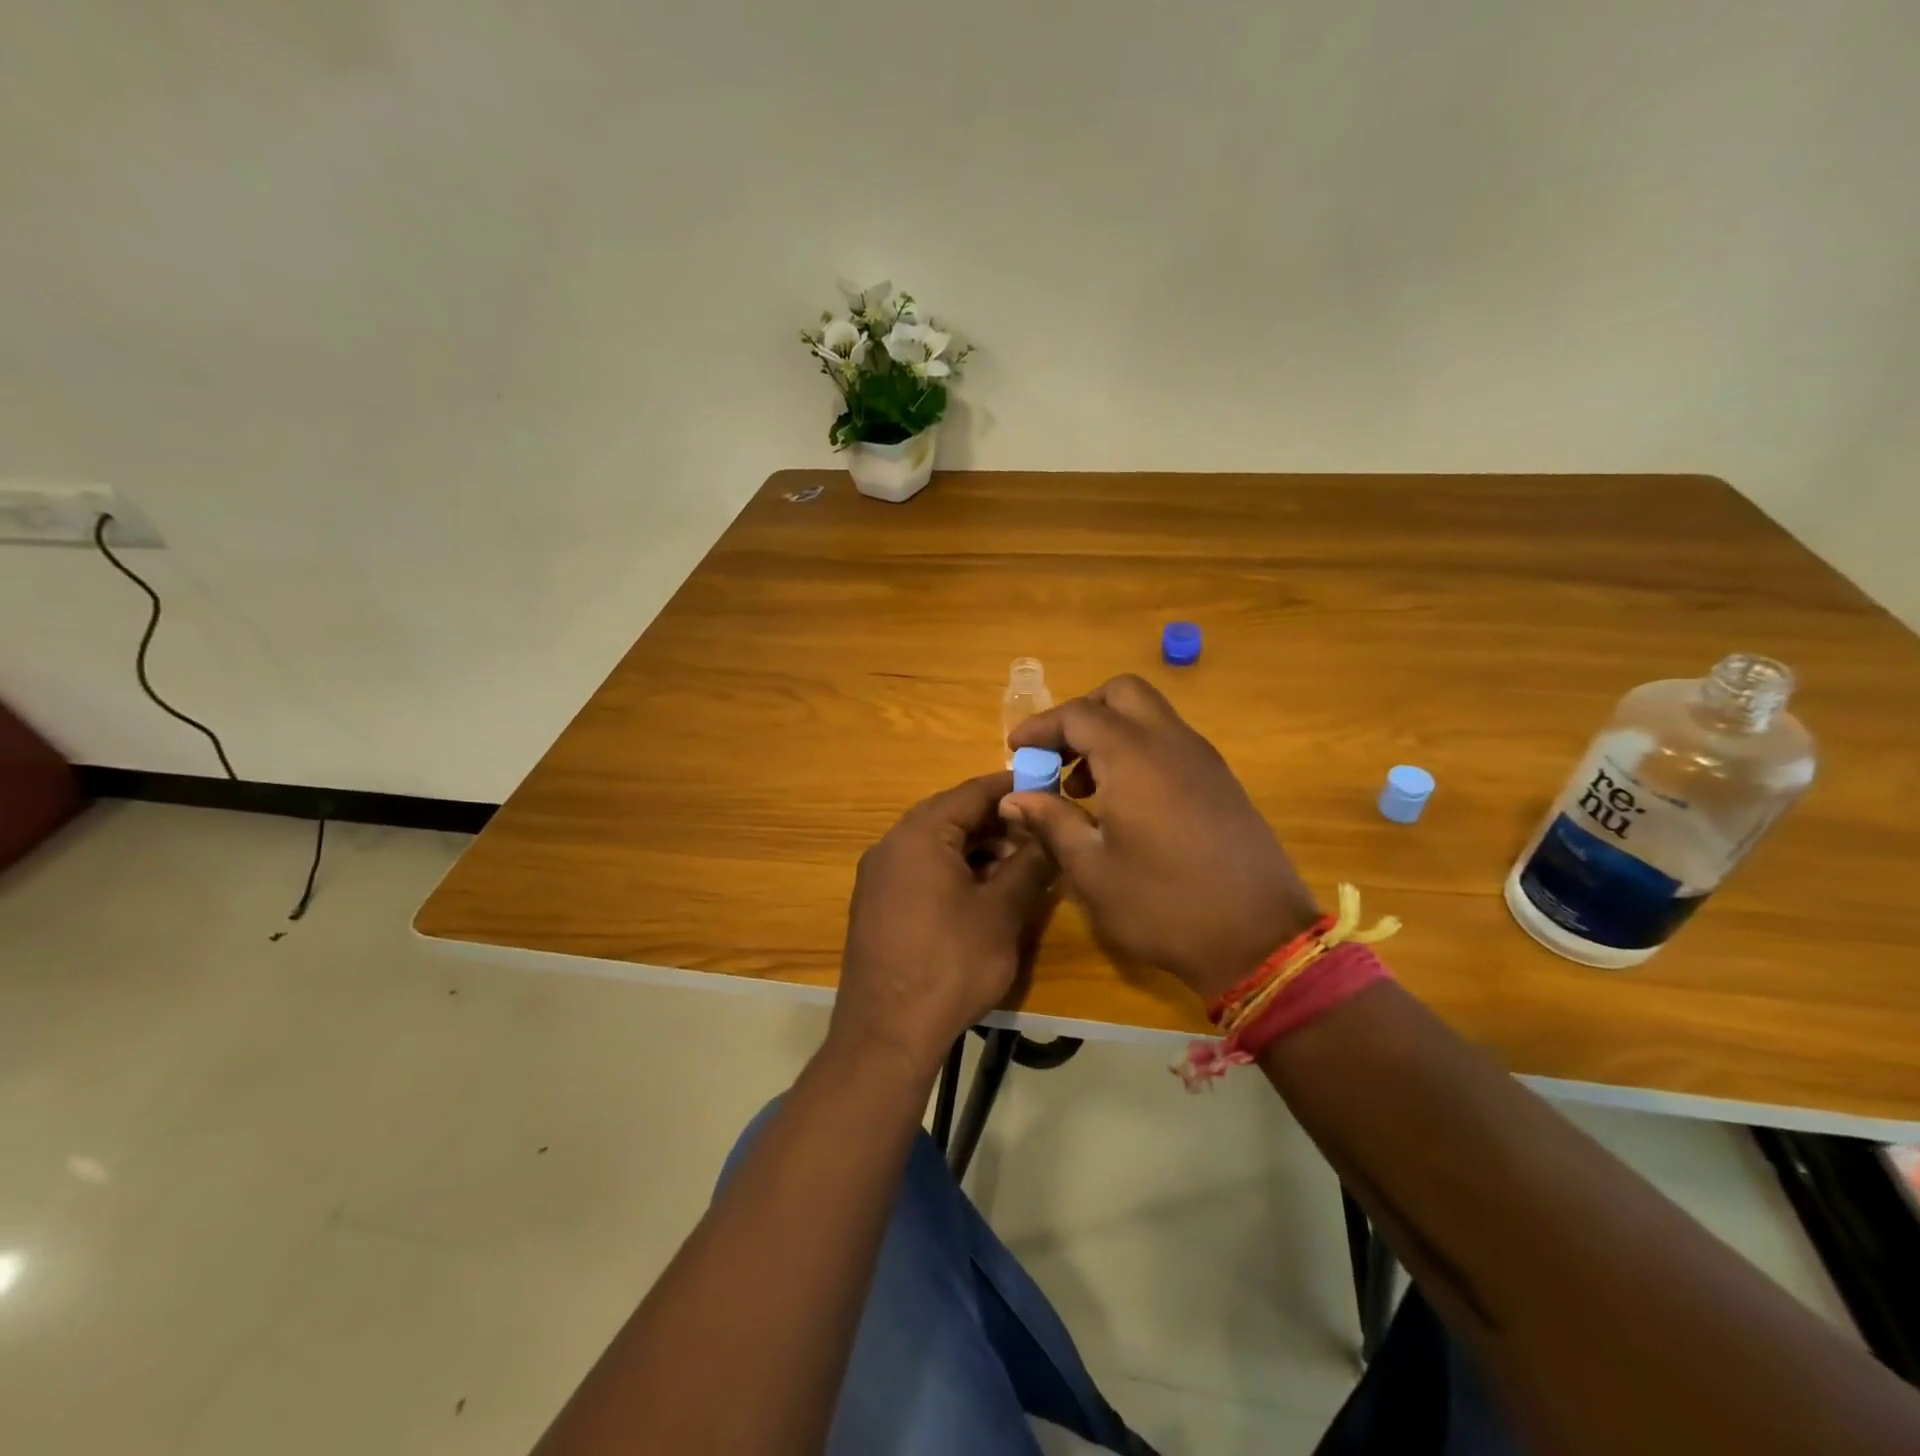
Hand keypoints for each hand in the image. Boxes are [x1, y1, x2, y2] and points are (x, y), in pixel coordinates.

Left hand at [832, 772, 1055, 1076]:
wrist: (886, 1034)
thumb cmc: (950, 964)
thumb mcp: (1002, 912)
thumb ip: (1030, 863)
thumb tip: (1051, 832)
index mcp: (919, 834)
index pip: (972, 792)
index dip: (1013, 788)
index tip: (1049, 789)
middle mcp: (891, 844)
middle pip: (952, 816)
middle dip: (998, 823)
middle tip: (1041, 836)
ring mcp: (878, 875)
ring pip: (937, 845)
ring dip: (978, 850)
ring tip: (1019, 869)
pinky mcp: (876, 904)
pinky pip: (921, 870)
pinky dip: (954, 871)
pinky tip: (983, 894)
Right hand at [1003, 675, 1319, 1002]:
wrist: (1259, 940)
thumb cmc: (1163, 906)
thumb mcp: (1092, 870)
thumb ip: (1051, 822)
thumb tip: (1015, 798)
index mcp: (1135, 758)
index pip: (1079, 714)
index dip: (1041, 727)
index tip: (1017, 750)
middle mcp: (1172, 744)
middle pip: (1122, 694)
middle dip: (1082, 714)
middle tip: (1057, 755)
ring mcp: (1204, 760)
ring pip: (1150, 716)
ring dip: (1111, 734)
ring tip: (1084, 787)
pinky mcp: (1222, 782)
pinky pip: (1172, 743)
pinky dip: (1139, 751)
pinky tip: (1126, 803)